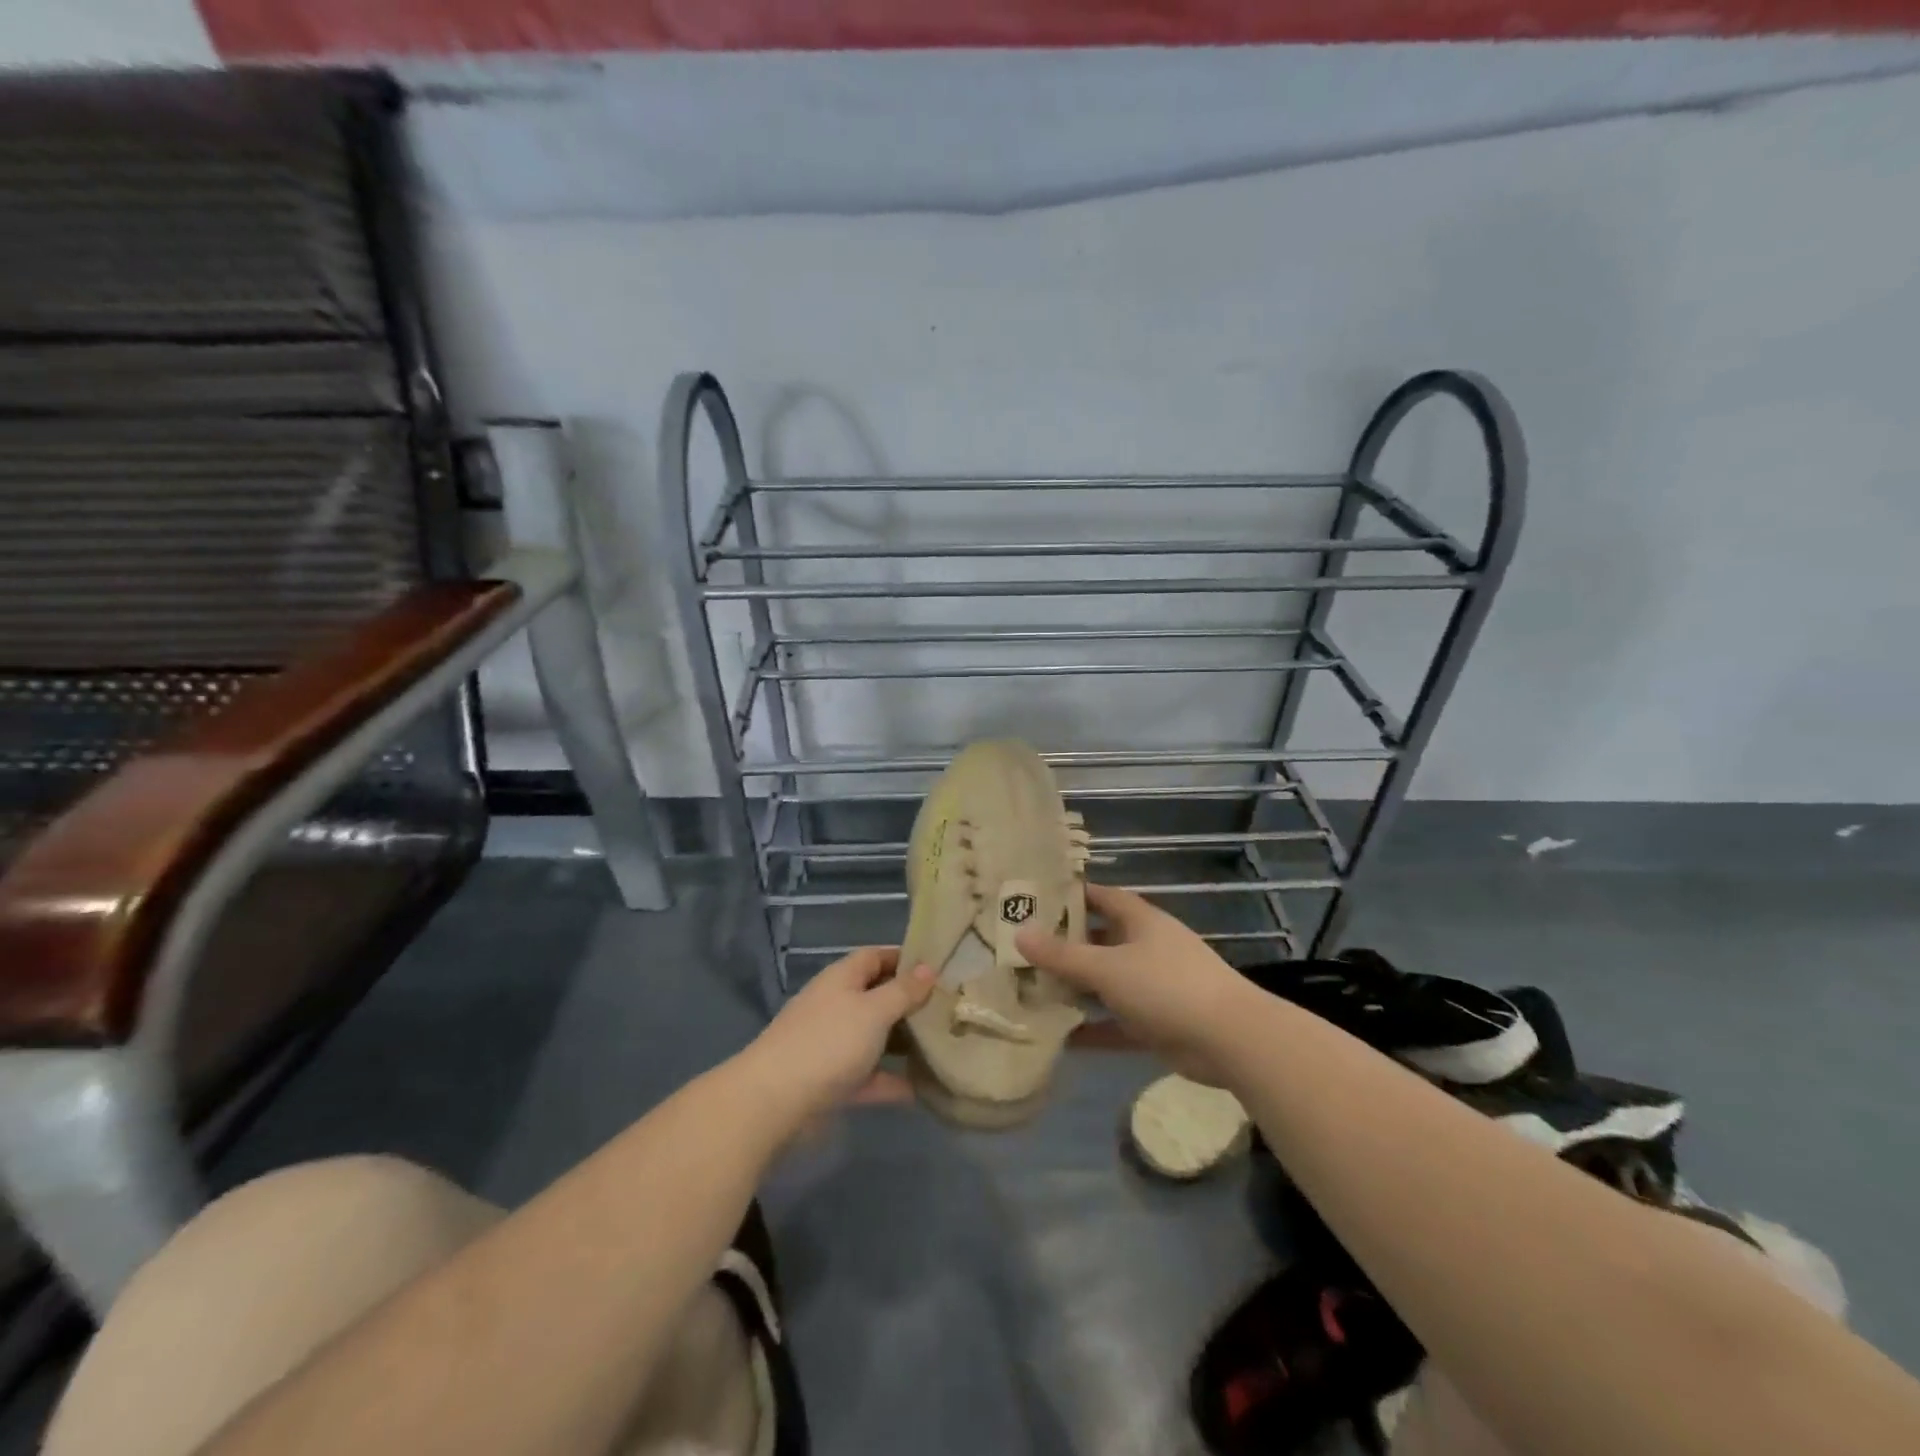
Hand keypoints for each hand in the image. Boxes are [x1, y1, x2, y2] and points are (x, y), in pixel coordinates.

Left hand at [739, 947, 935, 1127]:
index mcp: (842, 979)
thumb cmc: (828, 1043)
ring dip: (903, 1042)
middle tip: (950, 1009)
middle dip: (910, 1003)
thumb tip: (928, 968)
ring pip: (875, 1037)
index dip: (905, 958)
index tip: (939, 967)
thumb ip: (903, 991)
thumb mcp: (873, 1010)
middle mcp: (836, 1006)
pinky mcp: (831, 1082)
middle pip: (877, 996)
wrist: (773, 1102)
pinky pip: (869, 1076)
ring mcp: (832, 1045)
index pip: (876, 956)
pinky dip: (892, 1081)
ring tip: (943, 1045)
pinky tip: (923, 1089)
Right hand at [1015, 883, 1253, 1084]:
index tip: (1036, 899)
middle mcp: (1146, 948)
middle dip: (1066, 946)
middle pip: (1100, 941)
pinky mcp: (1158, 1023)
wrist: (1230, 1040)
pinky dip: (1094, 1029)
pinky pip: (1117, 1022)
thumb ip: (1062, 955)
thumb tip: (1019, 933)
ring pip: (1106, 983)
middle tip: (1022, 951)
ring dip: (1076, 989)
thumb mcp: (1107, 967)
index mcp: (1140, 921)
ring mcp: (1154, 986)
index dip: (1072, 895)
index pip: (1102, 897)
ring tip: (1032, 992)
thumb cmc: (1166, 986)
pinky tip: (1061, 1039)